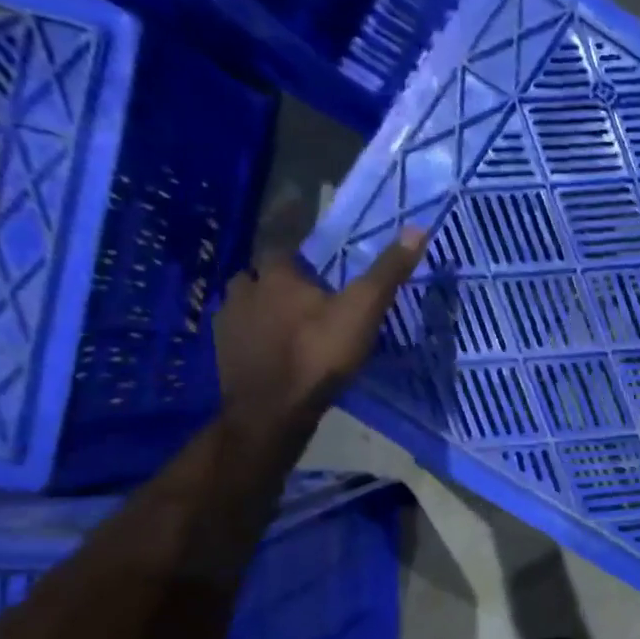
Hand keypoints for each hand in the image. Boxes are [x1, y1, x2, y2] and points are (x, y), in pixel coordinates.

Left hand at [212, 229, 426, 439]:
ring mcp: (227, 323)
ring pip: (246, 304)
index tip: (321, 272)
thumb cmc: (320, 354)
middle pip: (260, 276)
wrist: (273, 410)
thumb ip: (387, 272)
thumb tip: (417, 228)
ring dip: (264, 309)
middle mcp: (245, 290)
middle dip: (280, 284)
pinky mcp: (222, 353)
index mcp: (277, 275)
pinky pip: (239, 334)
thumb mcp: (363, 310)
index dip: (302, 259)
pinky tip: (273, 352)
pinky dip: (254, 338)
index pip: (284, 249)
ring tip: (290, 326)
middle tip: (308, 301)